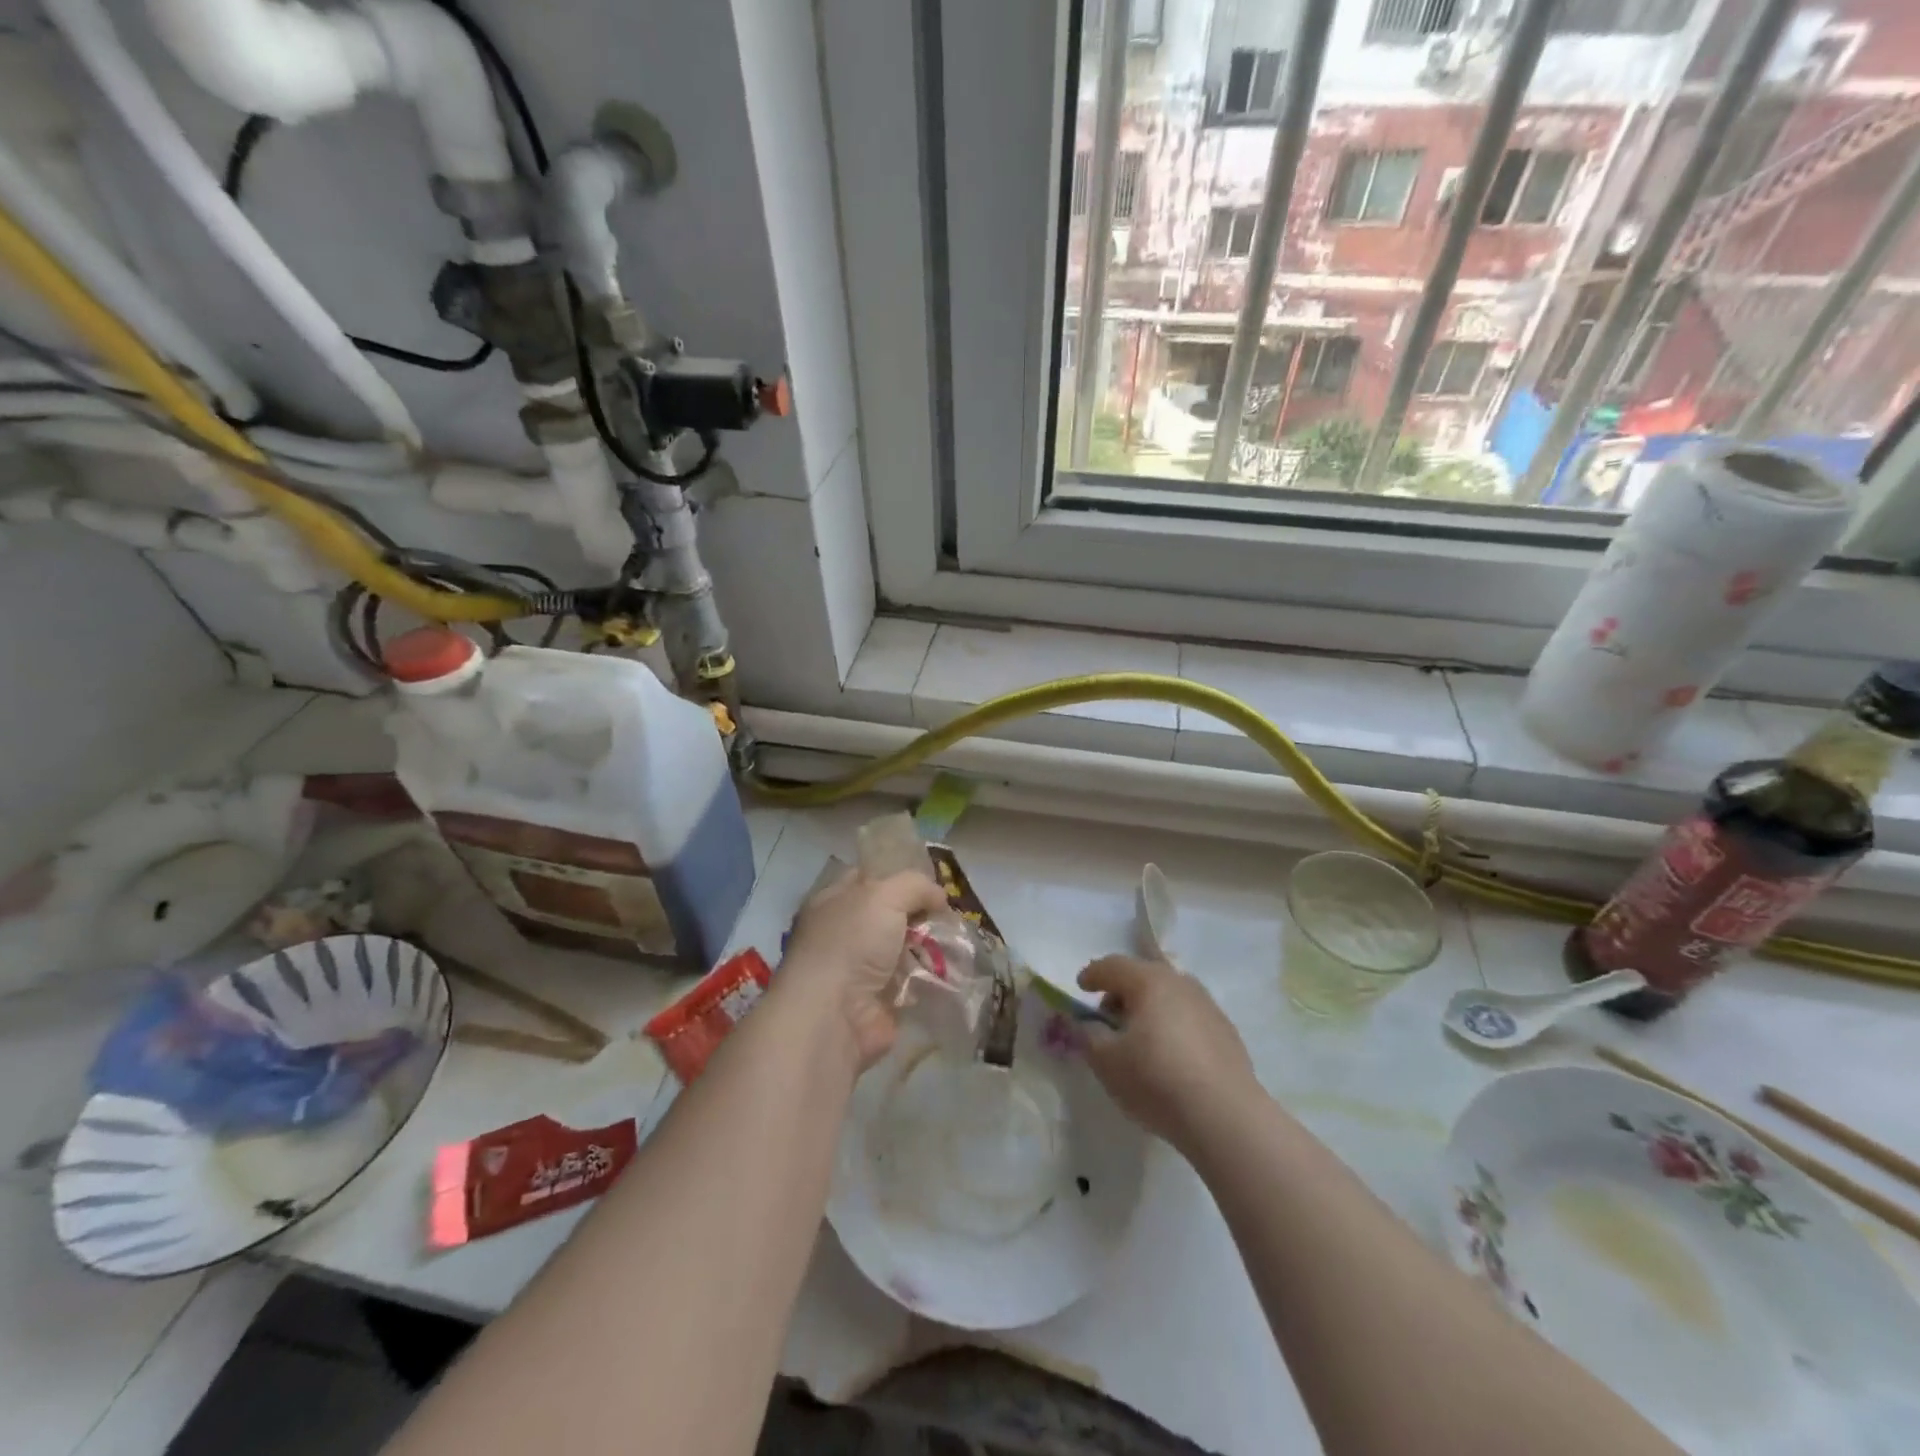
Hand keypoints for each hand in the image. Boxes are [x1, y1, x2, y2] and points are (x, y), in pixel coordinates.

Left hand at [780, 870, 951, 1069]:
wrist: (835, 1014)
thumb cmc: (852, 942)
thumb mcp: (884, 894)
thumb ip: (915, 886)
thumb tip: (939, 897)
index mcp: (834, 901)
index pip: (869, 879)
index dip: (900, 878)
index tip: (932, 884)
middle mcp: (844, 933)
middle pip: (891, 915)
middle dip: (922, 916)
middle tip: (951, 918)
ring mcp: (860, 969)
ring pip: (904, 949)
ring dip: (930, 948)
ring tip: (959, 946)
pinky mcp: (878, 1001)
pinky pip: (911, 982)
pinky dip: (930, 978)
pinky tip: (952, 972)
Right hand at [1078, 955, 1258, 1148]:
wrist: (1225, 1117)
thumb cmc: (1157, 1081)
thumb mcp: (1106, 1061)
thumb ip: (1088, 1036)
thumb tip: (1087, 1024)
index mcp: (1149, 981)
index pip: (1113, 966)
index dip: (1093, 975)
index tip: (1080, 988)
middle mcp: (1181, 984)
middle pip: (1144, 975)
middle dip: (1122, 991)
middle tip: (1108, 1018)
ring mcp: (1208, 1006)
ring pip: (1170, 995)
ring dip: (1150, 1007)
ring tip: (1140, 1038)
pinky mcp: (1227, 1032)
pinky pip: (1189, 1017)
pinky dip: (1173, 1025)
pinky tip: (1171, 1055)